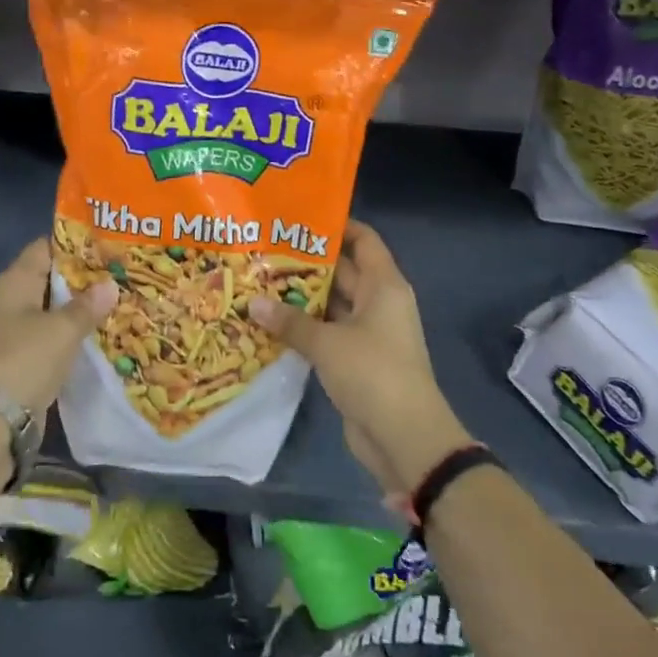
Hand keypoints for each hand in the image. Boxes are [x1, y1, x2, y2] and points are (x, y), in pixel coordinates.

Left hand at [0, 238, 116, 417]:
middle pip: (50, 278)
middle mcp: (10, 300)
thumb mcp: (63, 328)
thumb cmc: (26, 359)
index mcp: (13, 282)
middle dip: (83, 277)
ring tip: (117, 300)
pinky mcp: (20, 358)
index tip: (107, 245)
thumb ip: (88, 305)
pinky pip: (51, 335)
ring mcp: (13, 330)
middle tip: (119, 273)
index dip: (75, 244)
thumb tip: (110, 285)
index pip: (45, 248)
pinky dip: (72, 333)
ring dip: (79, 308)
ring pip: (52, 309)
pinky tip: (99, 333)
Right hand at [249, 220, 470, 498]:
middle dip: (307, 263)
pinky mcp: (356, 360)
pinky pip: (328, 333)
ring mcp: (368, 333)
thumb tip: (252, 303)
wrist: (405, 438)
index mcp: (383, 286)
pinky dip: (305, 327)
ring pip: (332, 304)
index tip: (298, 218)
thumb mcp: (327, 343)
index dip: (337, 225)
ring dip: (301, 297)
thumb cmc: (373, 373)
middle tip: (265, 250)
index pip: (363, 240)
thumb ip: (290, 321)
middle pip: (343, 270)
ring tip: (259, 282)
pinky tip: (271, 322)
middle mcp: (378, 302)